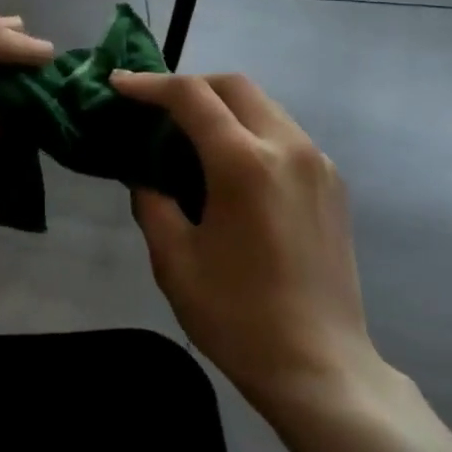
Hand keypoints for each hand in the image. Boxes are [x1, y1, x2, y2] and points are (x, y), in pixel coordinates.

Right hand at [111, 70, 389, 415]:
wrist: (320, 367)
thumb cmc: (237, 317)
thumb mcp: (174, 261)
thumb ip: (152, 204)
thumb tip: (145, 176)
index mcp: (244, 163)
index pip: (191, 97)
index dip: (149, 85)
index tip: (118, 86)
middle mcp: (288, 147)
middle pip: (235, 85)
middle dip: (190, 85)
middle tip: (155, 108)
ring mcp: (318, 163)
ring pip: (264, 106)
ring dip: (223, 106)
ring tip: (189, 135)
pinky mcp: (333, 184)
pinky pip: (285, 134)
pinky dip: (250, 130)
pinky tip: (231, 165)